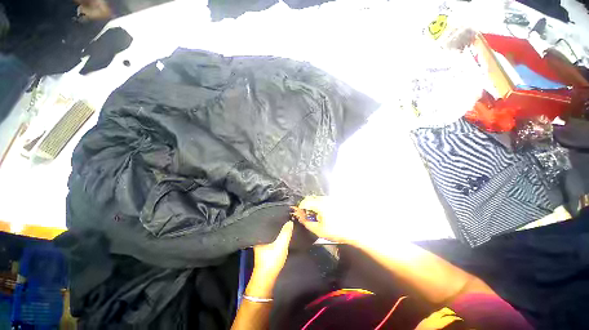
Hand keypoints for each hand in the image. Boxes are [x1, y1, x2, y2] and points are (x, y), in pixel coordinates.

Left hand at [246, 221, 293, 298]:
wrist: (266, 278)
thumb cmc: (271, 260)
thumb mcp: (280, 245)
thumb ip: (285, 233)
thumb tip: (290, 221)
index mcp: (260, 235)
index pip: (266, 222)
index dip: (273, 217)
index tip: (280, 212)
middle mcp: (259, 238)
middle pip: (268, 227)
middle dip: (275, 222)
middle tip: (284, 216)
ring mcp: (262, 243)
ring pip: (270, 232)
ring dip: (276, 229)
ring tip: (284, 222)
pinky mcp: (265, 248)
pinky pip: (271, 237)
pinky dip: (276, 234)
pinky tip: (281, 232)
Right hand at [295, 196, 364, 244]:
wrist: (356, 230)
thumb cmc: (337, 231)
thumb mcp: (319, 230)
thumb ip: (307, 223)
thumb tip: (300, 217)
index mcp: (320, 204)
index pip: (305, 201)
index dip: (300, 207)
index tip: (300, 214)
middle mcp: (326, 199)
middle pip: (312, 199)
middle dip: (307, 206)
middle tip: (308, 216)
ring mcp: (332, 199)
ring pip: (318, 199)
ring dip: (315, 206)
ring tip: (318, 217)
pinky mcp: (337, 201)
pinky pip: (325, 201)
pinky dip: (322, 206)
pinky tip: (326, 215)